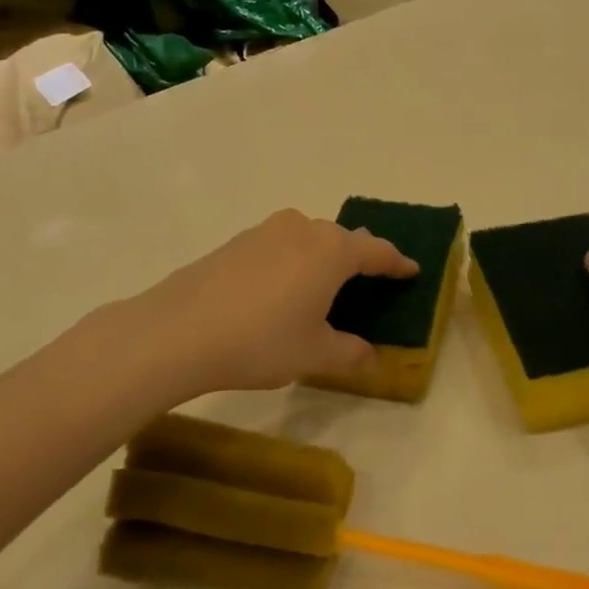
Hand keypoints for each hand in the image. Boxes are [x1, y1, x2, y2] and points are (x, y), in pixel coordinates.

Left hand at [122, 210, 416, 398]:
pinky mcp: (236, 242)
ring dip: (323, 257)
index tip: (412, 270)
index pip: (376, 251)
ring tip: (324, 285)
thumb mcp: (314, 356)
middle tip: (369, 281)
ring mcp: (265, 232)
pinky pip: (280, 246)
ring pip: (308, 239)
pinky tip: (280, 290)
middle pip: (342, 239)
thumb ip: (350, 354)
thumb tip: (373, 358)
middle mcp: (303, 230)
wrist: (176, 332)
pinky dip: (292, 262)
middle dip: (359, 258)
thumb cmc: (260, 341)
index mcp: (332, 251)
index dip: (397, 263)